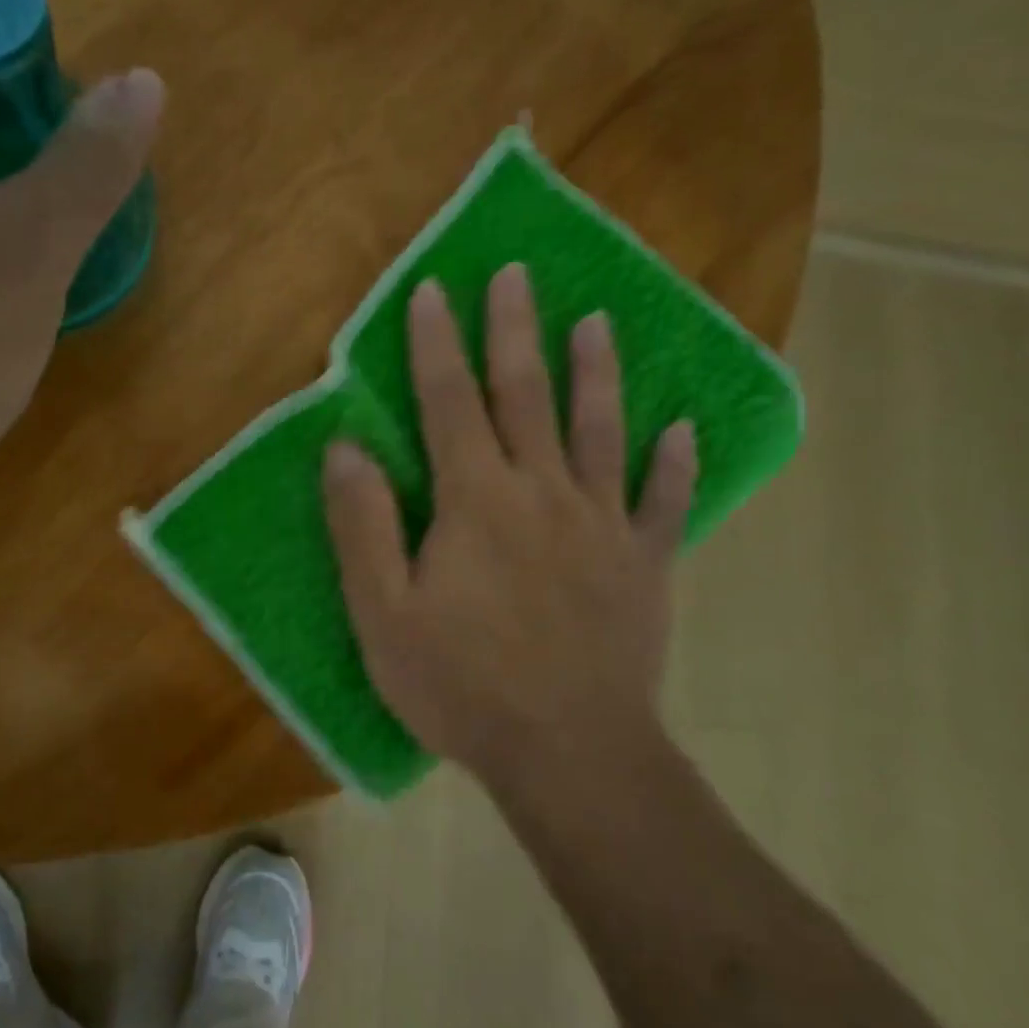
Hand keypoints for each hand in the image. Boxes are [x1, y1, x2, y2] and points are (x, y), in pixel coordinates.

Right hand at [321, 266, 697, 791]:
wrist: (569, 753)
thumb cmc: (463, 685)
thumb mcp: (384, 614)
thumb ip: (363, 526)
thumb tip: (345, 449)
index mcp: (476, 500)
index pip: (449, 402)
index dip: (438, 344)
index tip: (434, 291)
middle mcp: (542, 492)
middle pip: (526, 395)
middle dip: (515, 330)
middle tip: (517, 274)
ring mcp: (602, 525)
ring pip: (600, 431)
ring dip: (596, 372)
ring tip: (597, 321)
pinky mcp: (645, 564)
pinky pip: (665, 503)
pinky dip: (675, 464)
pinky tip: (683, 430)